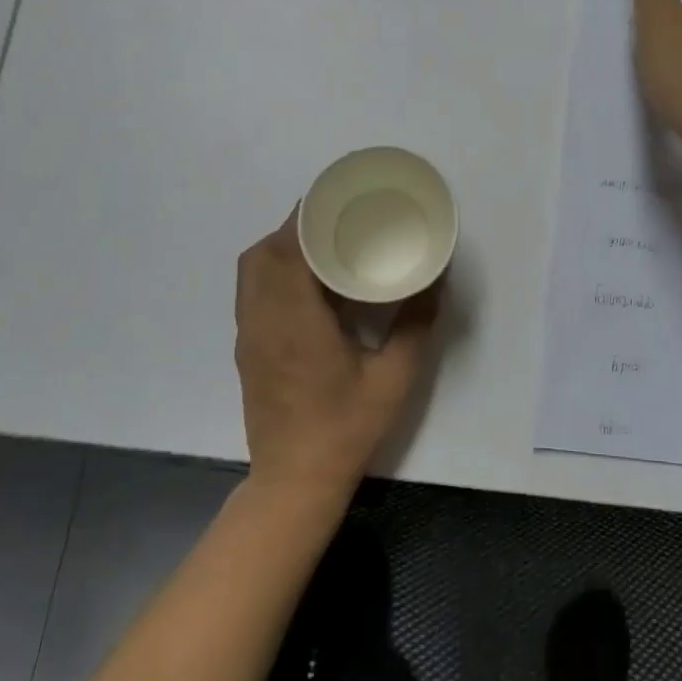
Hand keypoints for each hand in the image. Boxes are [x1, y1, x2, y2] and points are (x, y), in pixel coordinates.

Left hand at [234, 211, 439, 506]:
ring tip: (322, 245)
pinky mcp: (246, 348)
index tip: (334, 200)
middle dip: (294, 227)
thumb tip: (435, 278)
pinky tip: (309, 284)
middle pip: (263, 253)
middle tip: (335, 220)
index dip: (305, 218)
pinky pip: (251, 292)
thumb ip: (416, 324)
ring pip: (251, 271)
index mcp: (295, 320)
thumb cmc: (346, 428)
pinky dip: (273, 272)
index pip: (287, 250)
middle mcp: (263, 319)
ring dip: (280, 248)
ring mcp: (248, 335)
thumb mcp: (395, 377)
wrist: (294, 481)